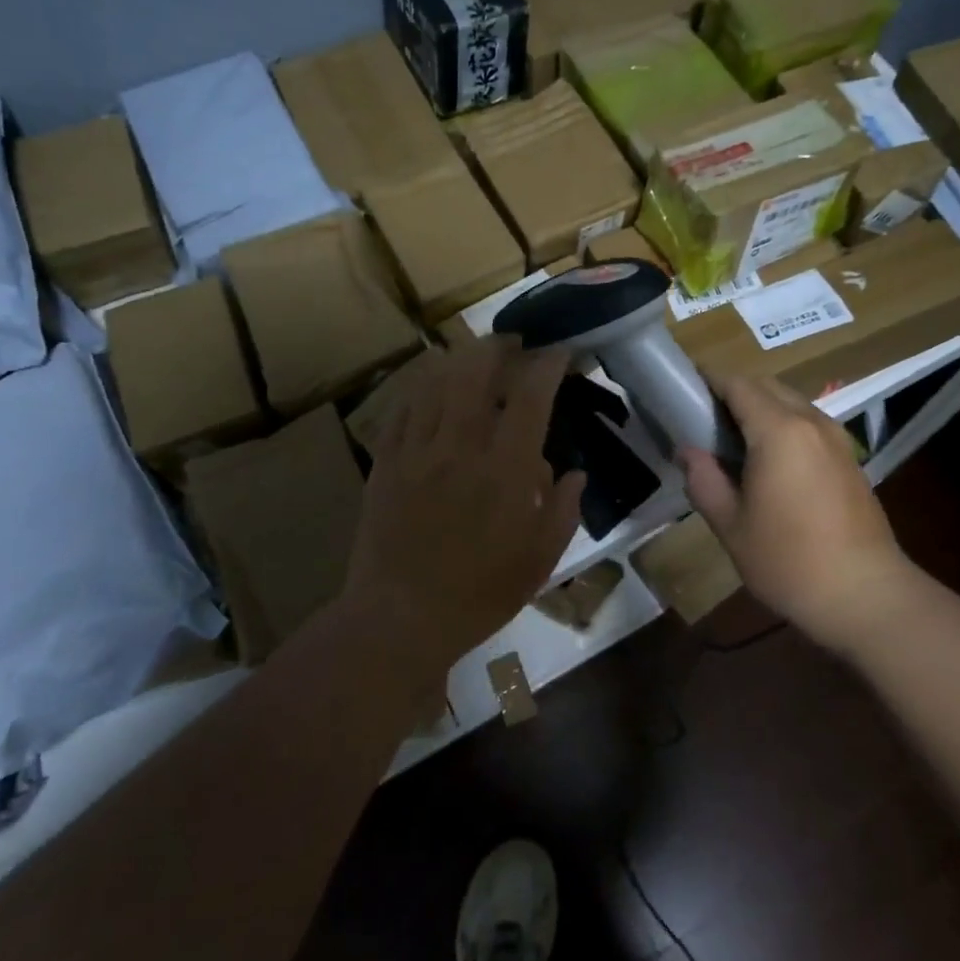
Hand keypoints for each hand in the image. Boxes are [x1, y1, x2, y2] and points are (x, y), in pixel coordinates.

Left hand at [347, 338, 585, 666]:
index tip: (559, 352)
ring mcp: (417, 450)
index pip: (531, 396)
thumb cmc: (479, 594)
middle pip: (476, 371)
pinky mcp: (386, 462)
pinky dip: (420, 387)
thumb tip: (573, 473)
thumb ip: (563, 510)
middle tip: (512, 342)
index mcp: (506, 469)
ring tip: (473, 354)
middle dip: (498, 346)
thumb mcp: (539, 560)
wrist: (400, 618)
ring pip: (436, 382)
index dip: (548, 365)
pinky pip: (402, 409)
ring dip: (459, 359)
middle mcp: (461, 446)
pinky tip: (429, 385)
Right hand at [680, 375, 911, 652]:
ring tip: (734, 442)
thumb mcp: (731, 525)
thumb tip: (688, 451)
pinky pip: (809, 424)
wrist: (866, 596)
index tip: (684, 390)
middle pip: (766, 386)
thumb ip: (704, 480)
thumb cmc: (789, 561)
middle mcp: (811, 422)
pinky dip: (784, 425)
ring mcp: (836, 439)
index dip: (708, 380)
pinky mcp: (850, 459)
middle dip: (734, 392)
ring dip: (761, 408)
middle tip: (704, 420)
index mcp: (779, 430)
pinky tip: (771, 462)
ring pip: (791, 403)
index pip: (738, 384)